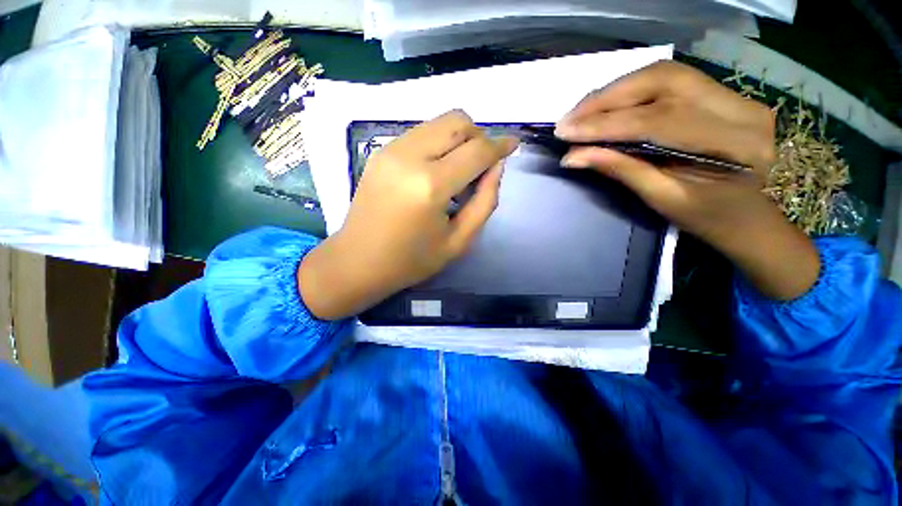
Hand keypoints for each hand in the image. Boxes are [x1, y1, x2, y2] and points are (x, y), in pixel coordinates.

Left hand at [299, 110, 518, 319]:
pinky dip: (438, 143)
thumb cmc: (411, 260)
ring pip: (438, 123)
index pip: (476, 151)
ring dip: (459, 138)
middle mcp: (409, 157)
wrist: (358, 262)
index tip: (513, 145)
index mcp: (430, 186)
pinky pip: (421, 133)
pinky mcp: (380, 152)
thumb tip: (496, 168)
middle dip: (479, 137)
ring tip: (459, 170)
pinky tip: (437, 170)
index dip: (500, 145)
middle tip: (482, 165)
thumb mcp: (459, 241)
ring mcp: (390, 150)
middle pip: (457, 122)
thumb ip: (485, 202)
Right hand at [556, 61, 819, 300]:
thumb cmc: (709, 218)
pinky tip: (607, 104)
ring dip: (615, 91)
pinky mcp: (723, 93)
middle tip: (569, 119)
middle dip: (605, 98)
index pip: (655, 120)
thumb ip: (620, 169)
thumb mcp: (662, 199)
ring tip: (581, 112)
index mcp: (732, 143)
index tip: (564, 132)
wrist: (750, 217)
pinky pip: (669, 79)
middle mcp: (739, 106)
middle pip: (660, 81)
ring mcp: (733, 94)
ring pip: (662, 73)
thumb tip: (573, 156)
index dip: (603, 124)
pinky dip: (631, 89)